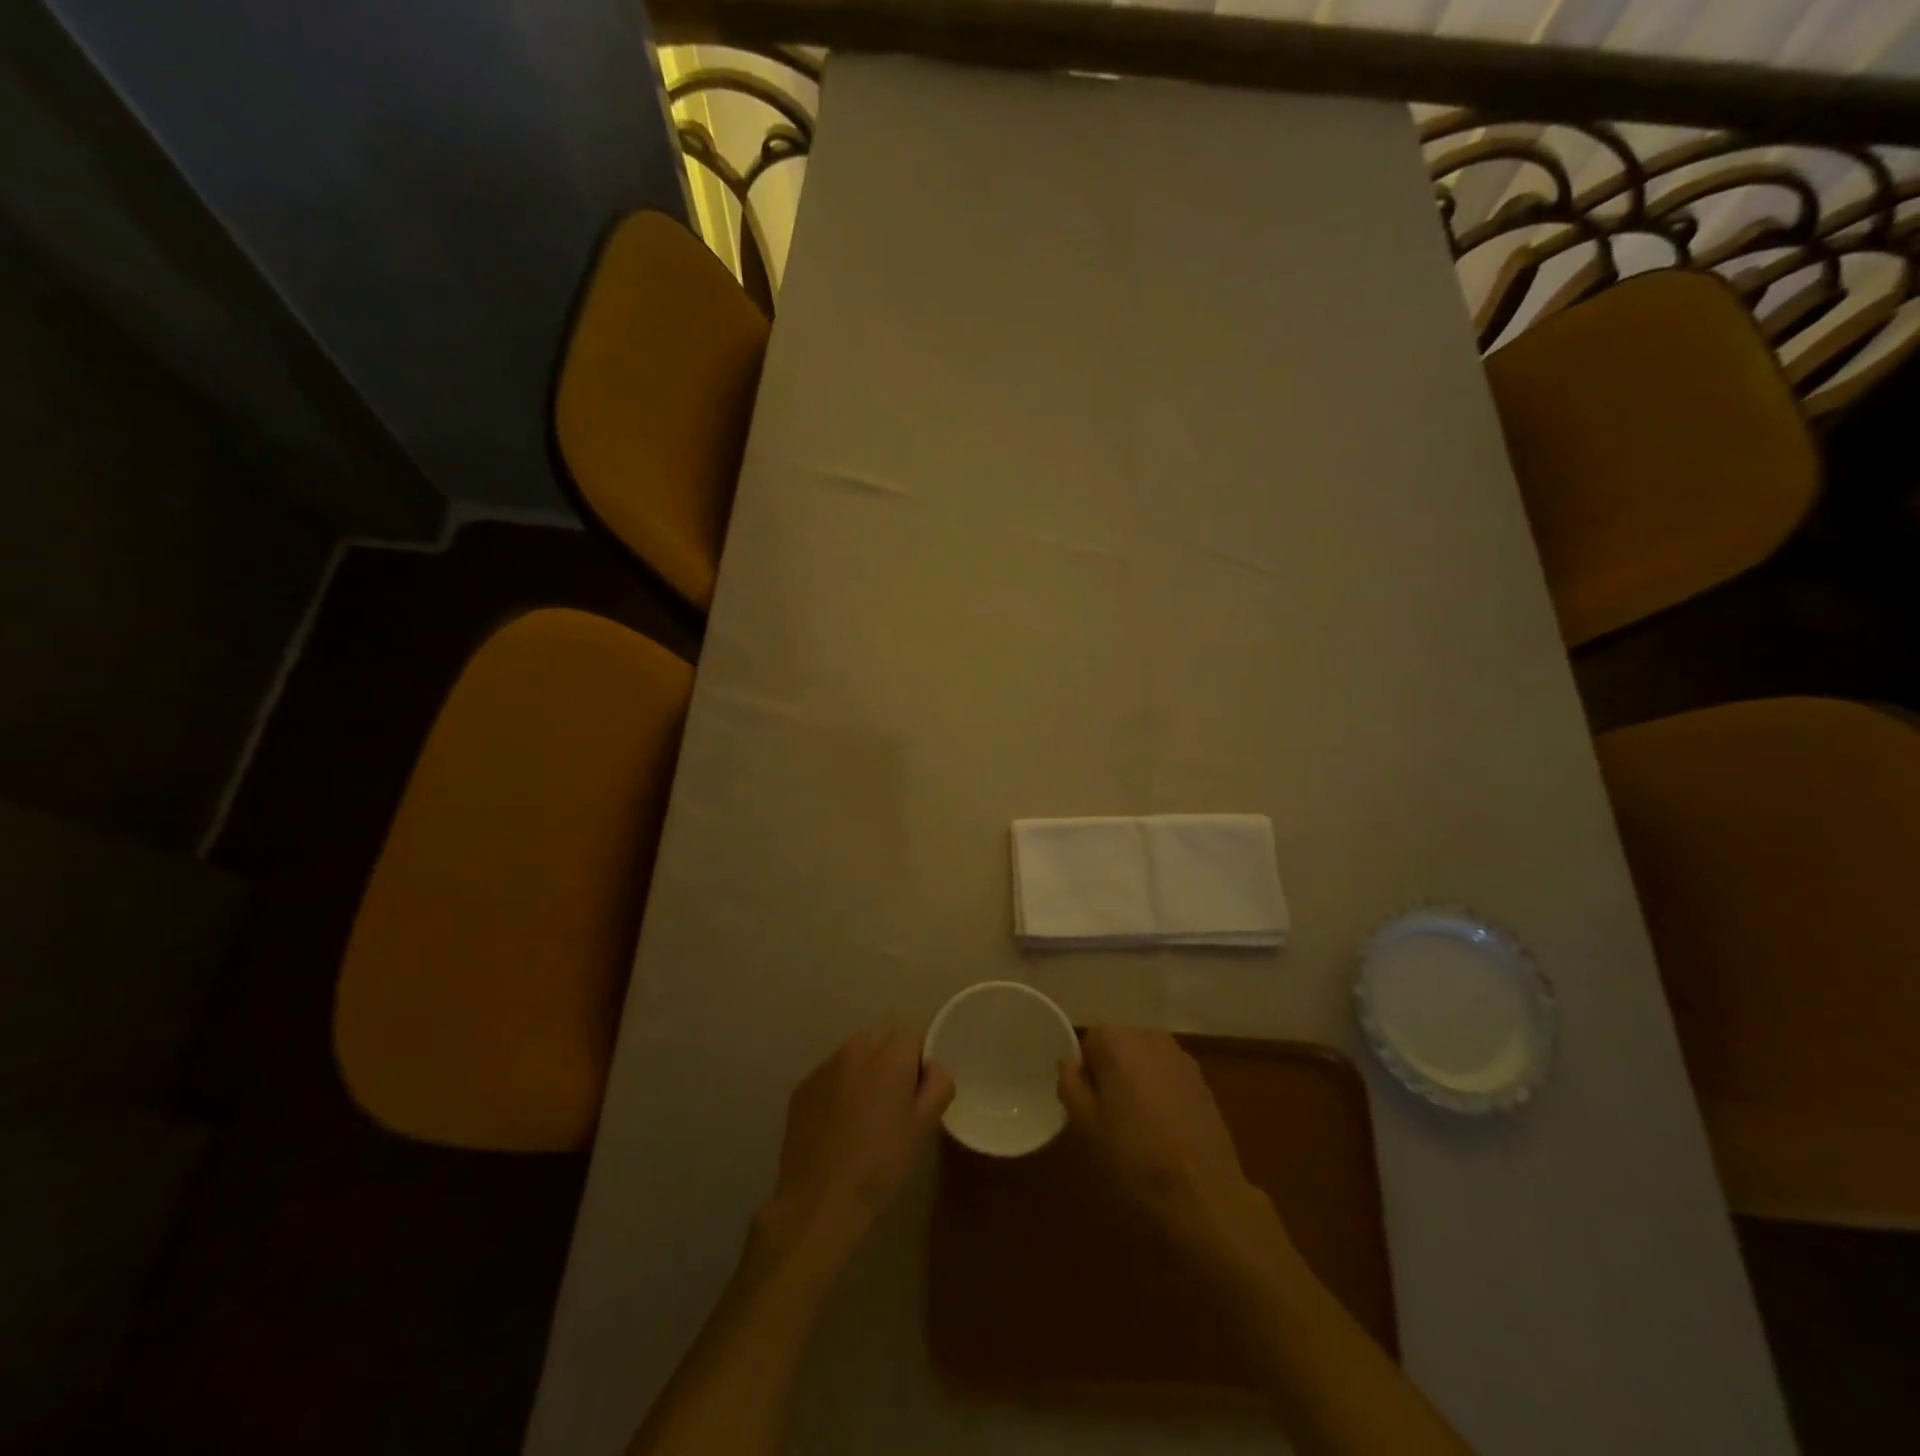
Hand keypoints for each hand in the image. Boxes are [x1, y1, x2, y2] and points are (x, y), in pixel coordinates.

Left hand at [754, 1026, 953, 1277]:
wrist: (820, 1199)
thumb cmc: (881, 1162)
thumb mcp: (924, 1126)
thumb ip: (938, 1084)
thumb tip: (931, 1068)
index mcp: (890, 1053)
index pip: (913, 1037)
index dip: (919, 1063)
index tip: (916, 1094)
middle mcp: (855, 1047)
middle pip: (882, 1038)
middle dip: (891, 1061)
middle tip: (893, 1103)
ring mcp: (824, 1066)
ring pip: (854, 1054)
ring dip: (864, 1071)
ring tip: (864, 1115)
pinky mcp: (802, 1086)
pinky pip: (830, 1075)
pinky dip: (838, 1088)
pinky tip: (838, 1126)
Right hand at [1059, 1027, 1287, 1272]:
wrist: (1204, 1193)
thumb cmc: (1135, 1157)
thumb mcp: (1086, 1126)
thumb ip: (1071, 1084)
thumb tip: (1070, 1062)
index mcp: (1117, 1041)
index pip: (1090, 1040)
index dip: (1086, 1071)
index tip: (1089, 1105)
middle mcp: (1149, 1036)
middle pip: (1119, 1044)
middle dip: (1112, 1072)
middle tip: (1109, 1116)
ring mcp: (1180, 1057)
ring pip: (1145, 1060)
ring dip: (1137, 1080)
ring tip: (1139, 1124)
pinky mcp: (1202, 1080)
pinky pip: (1168, 1075)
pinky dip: (1161, 1091)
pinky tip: (1165, 1128)